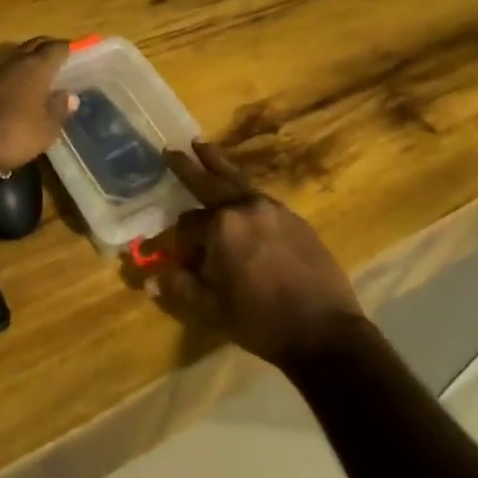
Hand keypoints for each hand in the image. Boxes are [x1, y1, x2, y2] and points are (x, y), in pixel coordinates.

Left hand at [0, 38, 76, 172]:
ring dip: (23, 59)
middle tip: (55, 59)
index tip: (74, 53)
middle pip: (34, 44)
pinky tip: (5, 86)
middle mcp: (13, 59)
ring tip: (31, 72)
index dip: (67, 49)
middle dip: (46, 48)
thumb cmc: (11, 134)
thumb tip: (70, 96)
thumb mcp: (45, 130)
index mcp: (36, 66)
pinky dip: (4, 73)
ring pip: (12, 54)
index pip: (57, 48)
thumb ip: (59, 110)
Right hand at [144, 142, 366, 369]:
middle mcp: (246, 207)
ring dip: (218, 165)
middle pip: (210, 181)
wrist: (325, 331)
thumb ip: (181, 289)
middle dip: (189, 166)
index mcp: (222, 226)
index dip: (181, 245)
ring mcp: (273, 209)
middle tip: (172, 150)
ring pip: (238, 181)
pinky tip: (241, 196)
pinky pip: (261, 197)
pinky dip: (244, 191)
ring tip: (203, 146)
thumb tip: (153, 278)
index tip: (182, 264)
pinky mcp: (295, 218)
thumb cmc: (262, 322)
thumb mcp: (213, 311)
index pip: (187, 224)